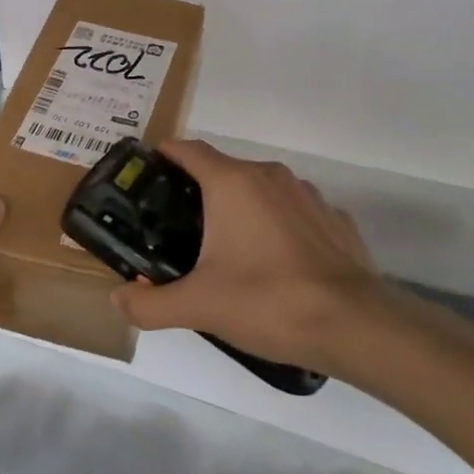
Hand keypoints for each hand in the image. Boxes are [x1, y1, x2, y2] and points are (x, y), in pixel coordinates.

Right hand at [111, 140, 381, 372]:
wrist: (355, 324)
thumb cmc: (268, 300)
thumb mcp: (199, 306)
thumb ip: (151, 304)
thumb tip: (118, 299)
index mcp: (232, 182)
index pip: (189, 149)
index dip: (165, 154)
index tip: (148, 170)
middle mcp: (269, 175)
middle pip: (223, 170)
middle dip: (199, 191)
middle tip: (178, 227)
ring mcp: (307, 194)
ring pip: (261, 190)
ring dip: (241, 209)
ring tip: (228, 249)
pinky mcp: (334, 218)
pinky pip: (293, 213)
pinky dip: (277, 227)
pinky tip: (276, 264)